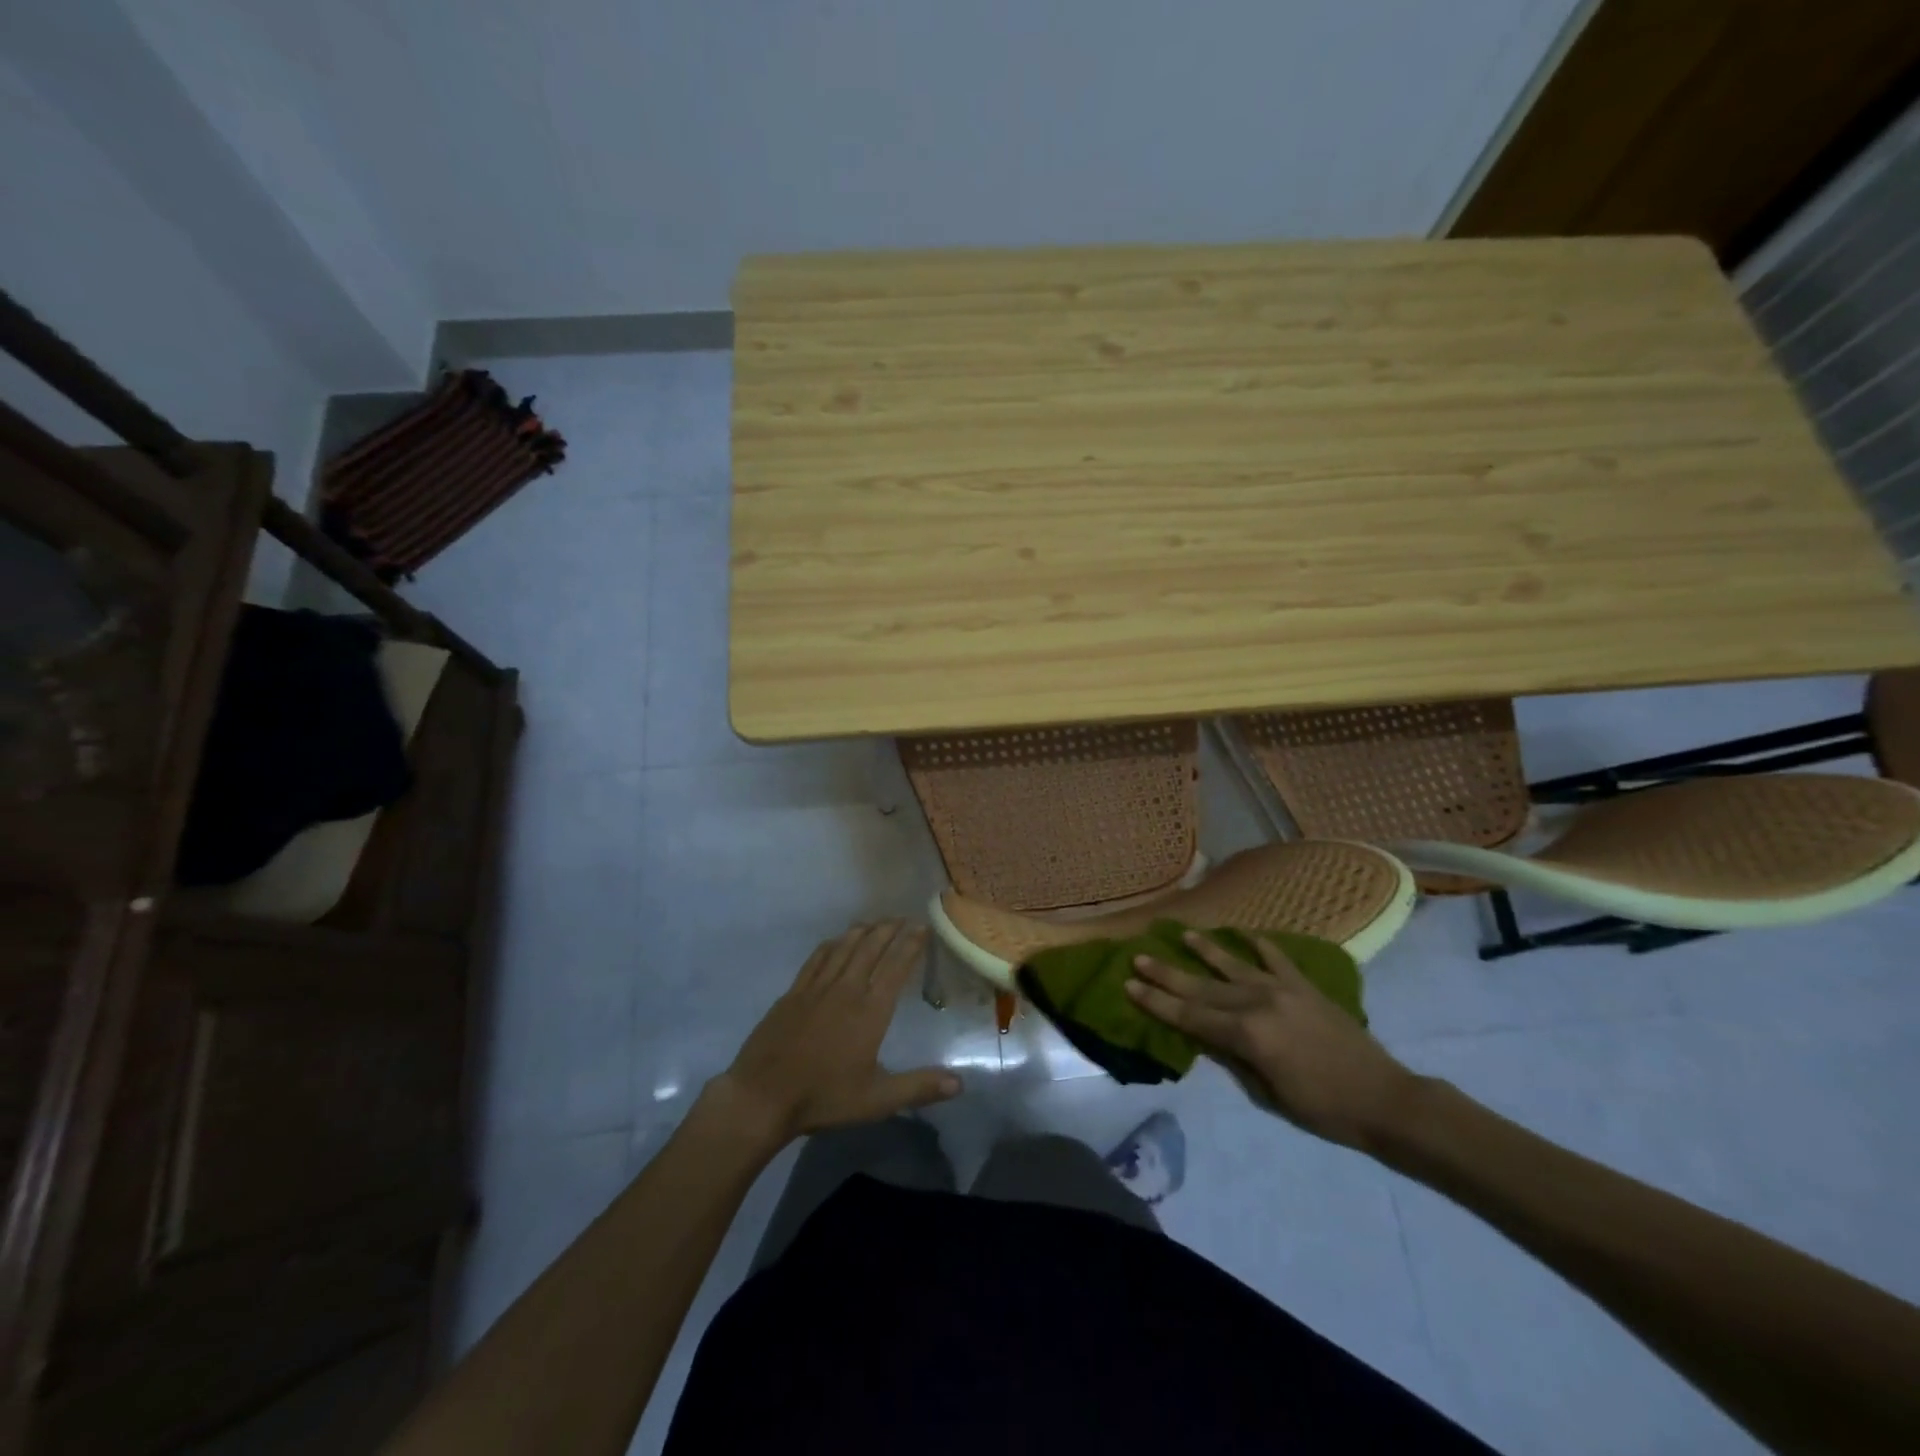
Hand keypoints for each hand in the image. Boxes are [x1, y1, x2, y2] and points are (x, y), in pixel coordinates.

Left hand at [711, 921, 960, 1144]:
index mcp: (870, 1011)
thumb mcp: (877, 1100)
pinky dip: (832, 944)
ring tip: (875, 921)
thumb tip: (960, 1084)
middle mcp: (846, 990)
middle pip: (871, 949)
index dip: (910, 944)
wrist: (762, 1096)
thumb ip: (919, 1087)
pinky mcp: (793, 992)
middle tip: (902, 917)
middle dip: (889, 930)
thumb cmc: (824, 1097)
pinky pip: (817, 958)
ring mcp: (816, 988)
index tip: (922, 926)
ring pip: (844, 948)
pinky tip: (836, 940)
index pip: (896, 967)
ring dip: (862, 931)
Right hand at [1127, 931, 1421, 1149]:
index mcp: (1247, 1035)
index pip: (1190, 1017)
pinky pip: (1275, 957)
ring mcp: (1282, 989)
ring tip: (1182, 934)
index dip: (1157, 1003)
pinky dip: (1257, 942)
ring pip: (1233, 965)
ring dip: (1205, 950)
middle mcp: (1258, 1004)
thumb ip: (1233, 1059)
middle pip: (1202, 988)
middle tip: (1138, 957)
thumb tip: (1204, 1036)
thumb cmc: (1323, 1109)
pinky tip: (1241, 931)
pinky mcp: (1305, 985)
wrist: (1384, 1099)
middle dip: (1167, 975)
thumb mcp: (1268, 1094)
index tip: (1129, 985)